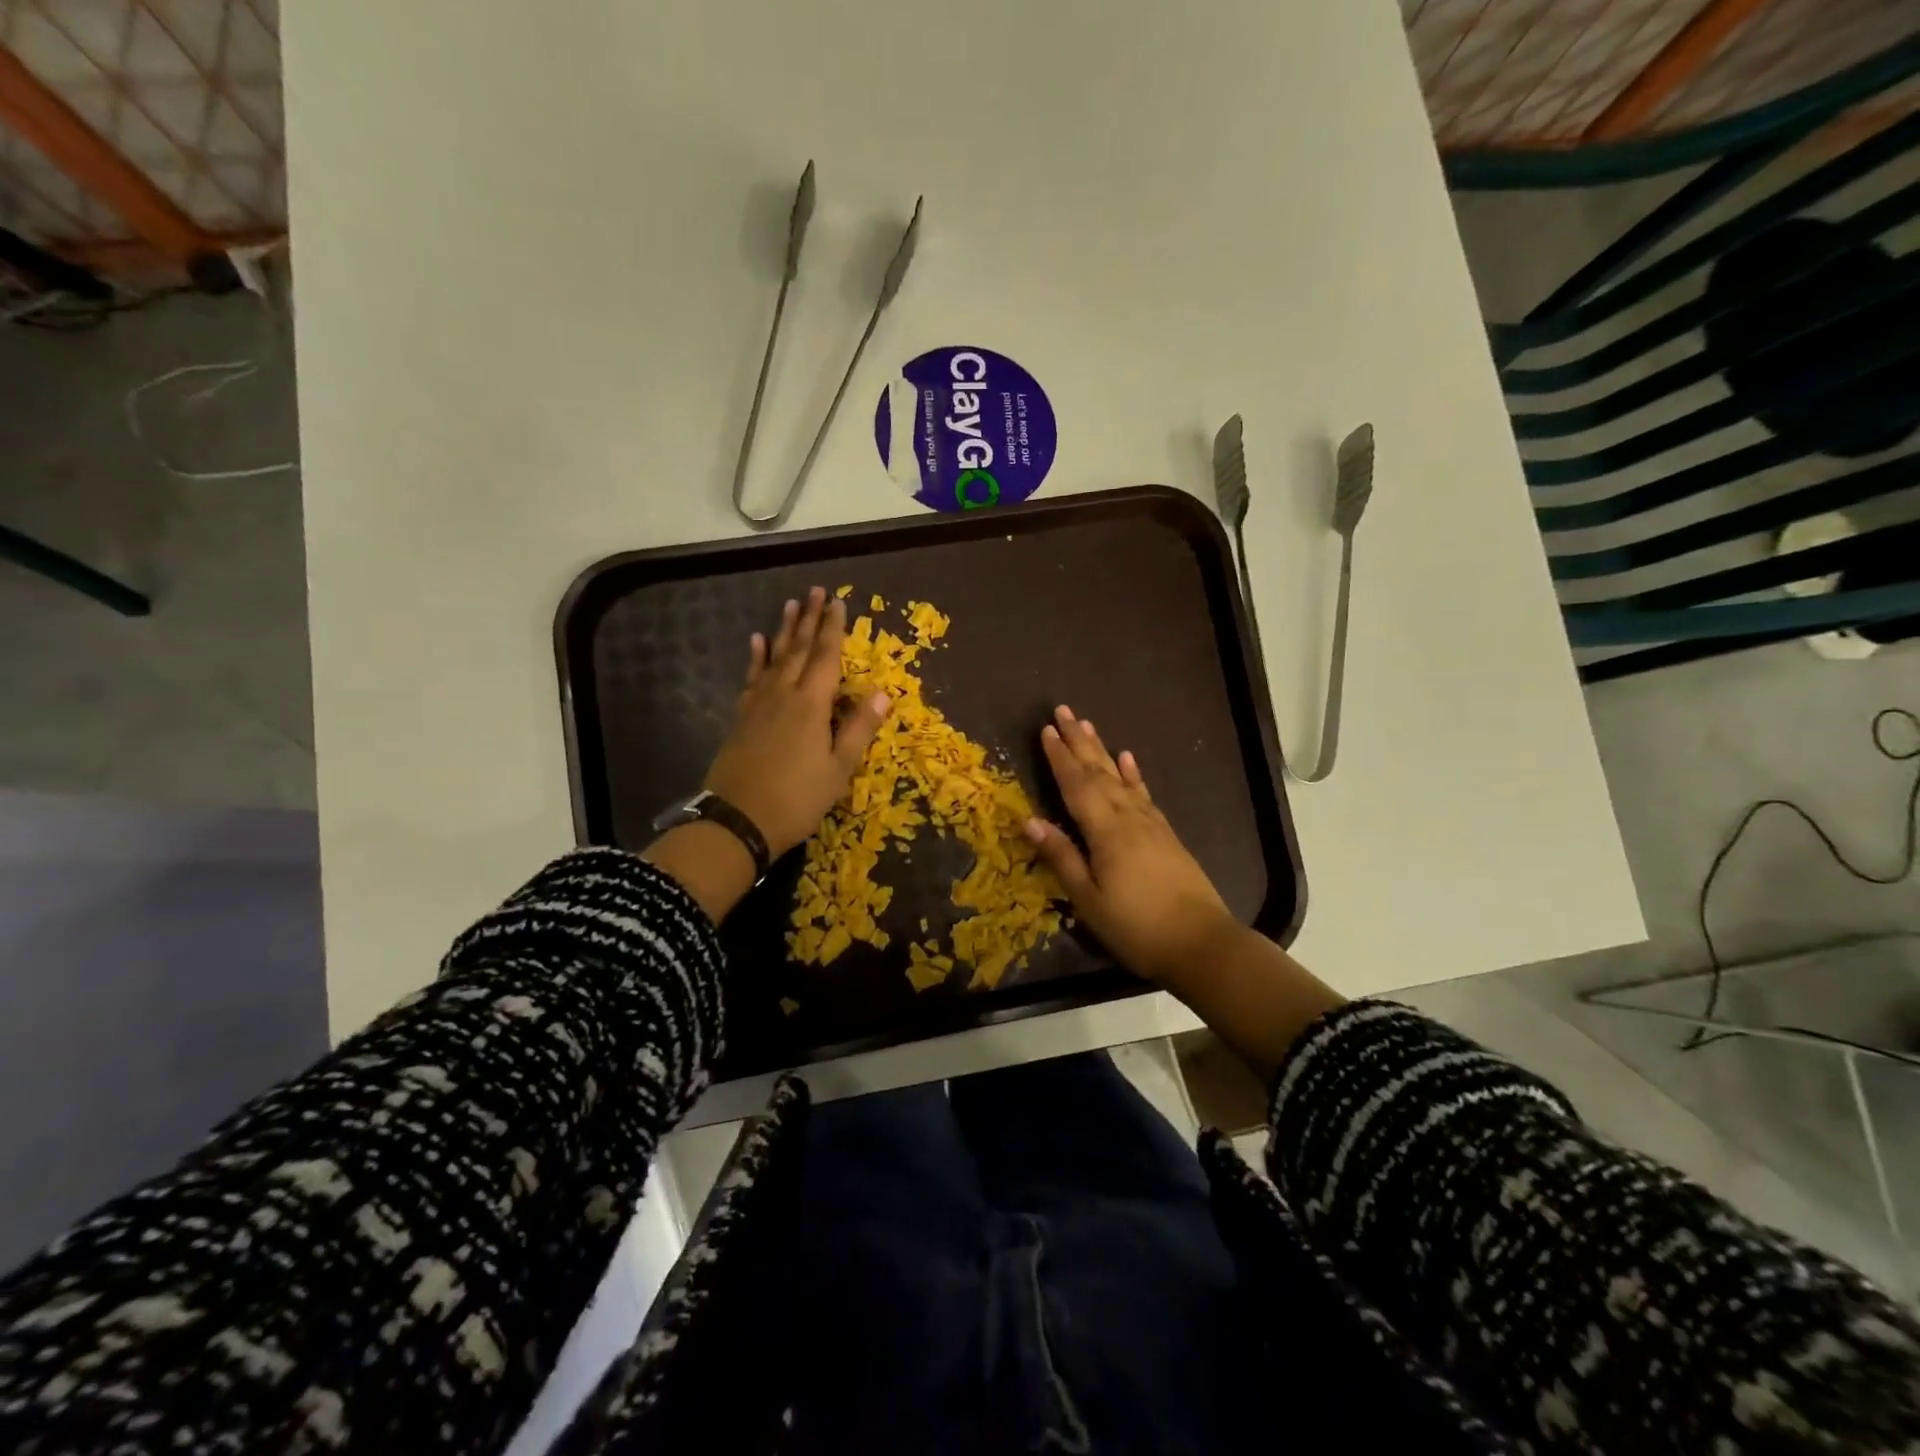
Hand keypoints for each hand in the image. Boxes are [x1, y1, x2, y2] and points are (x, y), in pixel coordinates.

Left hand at [703, 586, 891, 858]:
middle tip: (814, 591)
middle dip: (808, 619)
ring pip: (774, 658)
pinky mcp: (741, 718)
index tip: (837, 601)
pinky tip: (757, 642)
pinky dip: (756, 658)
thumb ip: (859, 728)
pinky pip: (751, 678)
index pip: (826, 656)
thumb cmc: (797, 798)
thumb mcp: (839, 769)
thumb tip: (884, 692)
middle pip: (798, 649)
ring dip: (783, 630)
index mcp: (811, 705)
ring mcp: (758, 704)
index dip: (833, 628)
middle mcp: (783, 694)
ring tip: (789, 604)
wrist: (738, 821)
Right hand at [1023, 705, 1237, 985]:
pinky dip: (1134, 774)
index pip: (1076, 785)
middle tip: (1064, 711)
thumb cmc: (1137, 927)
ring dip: (1102, 750)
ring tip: (1089, 726)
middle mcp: (1128, 817)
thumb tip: (1030, 820)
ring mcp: (1151, 823)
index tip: (1045, 730)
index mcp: (1105, 831)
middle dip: (1079, 741)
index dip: (1059, 757)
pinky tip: (1128, 760)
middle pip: (1098, 772)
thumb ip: (1062, 857)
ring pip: (1121, 777)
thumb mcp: (1089, 900)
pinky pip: (1144, 794)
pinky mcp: (1166, 834)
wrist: (1202, 944)